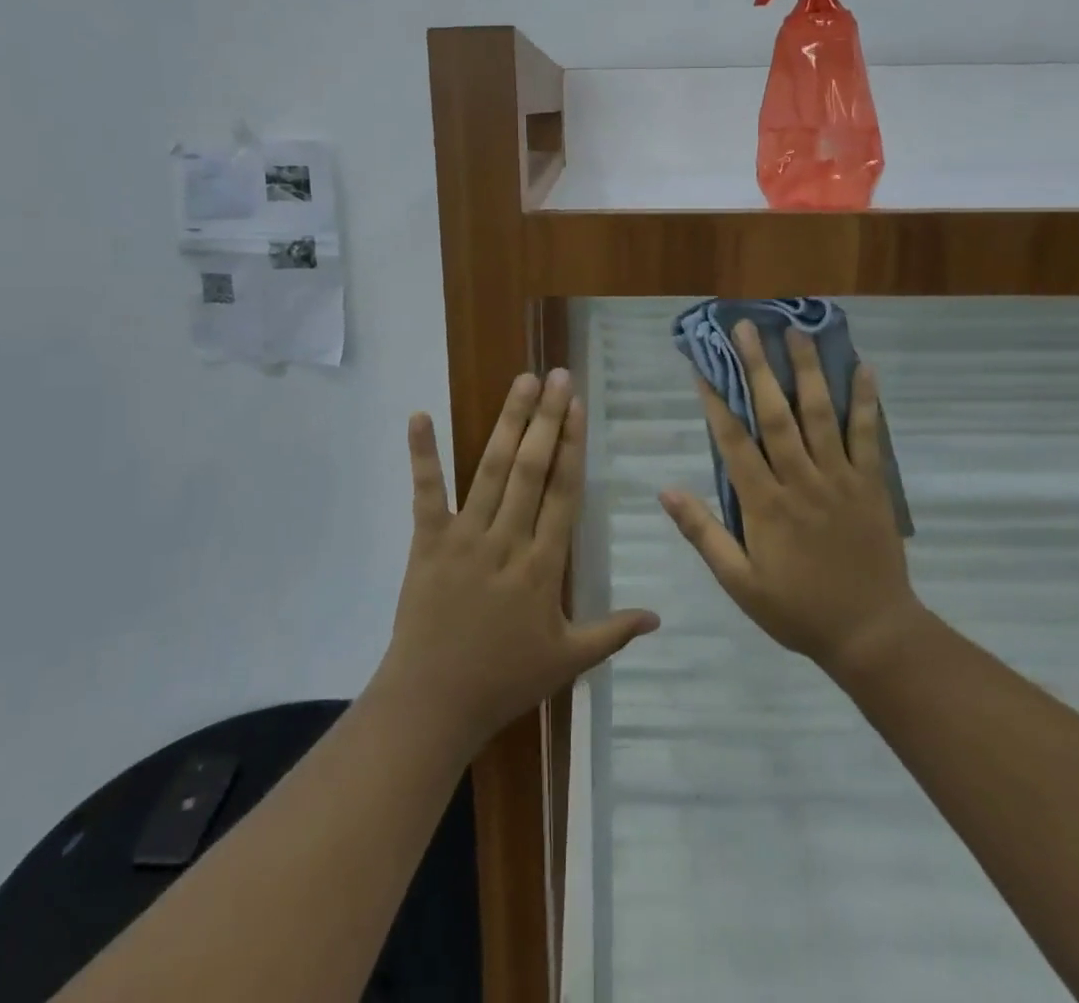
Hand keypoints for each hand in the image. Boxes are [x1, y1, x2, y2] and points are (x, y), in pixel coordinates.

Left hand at [375, 370, 658, 750]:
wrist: (433, 703)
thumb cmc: (504, 680)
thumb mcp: (567, 661)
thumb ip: (613, 633)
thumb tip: (659, 617)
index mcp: (542, 565)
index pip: (563, 492)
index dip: (572, 445)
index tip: (578, 406)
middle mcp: (507, 539)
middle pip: (531, 468)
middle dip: (547, 419)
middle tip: (557, 375)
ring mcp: (464, 536)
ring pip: (490, 469)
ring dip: (508, 422)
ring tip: (522, 382)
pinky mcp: (427, 541)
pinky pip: (426, 492)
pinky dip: (422, 453)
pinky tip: (419, 415)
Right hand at [660, 322, 922, 675]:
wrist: (871, 634)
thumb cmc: (797, 609)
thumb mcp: (739, 582)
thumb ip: (703, 533)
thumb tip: (666, 491)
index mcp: (765, 504)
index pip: (734, 441)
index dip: (716, 401)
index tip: (704, 367)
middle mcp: (800, 480)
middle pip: (775, 414)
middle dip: (758, 368)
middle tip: (747, 329)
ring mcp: (839, 478)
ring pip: (820, 414)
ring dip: (807, 370)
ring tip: (796, 332)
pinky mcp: (871, 484)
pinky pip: (868, 435)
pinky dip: (864, 401)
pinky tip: (863, 368)